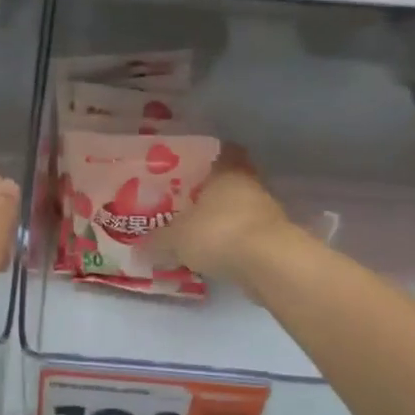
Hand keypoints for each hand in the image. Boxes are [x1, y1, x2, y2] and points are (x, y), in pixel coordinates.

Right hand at [147, 147, 294, 287]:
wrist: (268, 264)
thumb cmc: (218, 232)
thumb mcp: (176, 237)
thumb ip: (158, 239)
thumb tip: (139, 245)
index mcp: (227, 171)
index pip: (224, 151)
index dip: (211, 156)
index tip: (194, 166)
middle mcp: (251, 185)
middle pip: (232, 182)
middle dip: (213, 192)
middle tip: (188, 202)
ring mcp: (268, 212)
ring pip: (242, 209)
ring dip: (225, 219)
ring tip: (198, 232)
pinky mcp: (276, 239)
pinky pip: (249, 235)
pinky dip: (235, 242)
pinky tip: (217, 255)